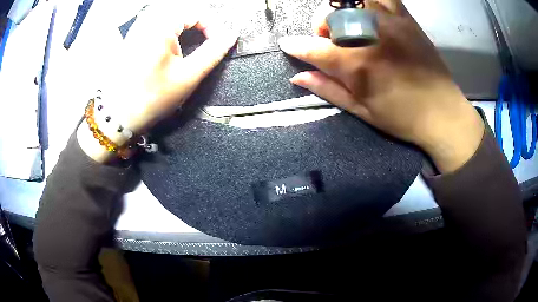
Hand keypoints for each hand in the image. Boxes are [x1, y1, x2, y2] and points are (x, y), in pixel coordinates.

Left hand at [78, 3, 237, 161]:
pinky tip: (169, 42)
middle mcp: (146, 22)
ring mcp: (136, 29)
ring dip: (183, 23)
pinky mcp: (131, 37)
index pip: (196, 12)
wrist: (118, 117)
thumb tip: (230, 36)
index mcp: (160, 27)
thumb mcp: (188, 76)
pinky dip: (168, 27)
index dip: (212, 25)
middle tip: (205, 38)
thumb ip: (213, 52)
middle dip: (197, 22)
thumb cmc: (151, 99)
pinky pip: (154, 21)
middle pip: (181, 9)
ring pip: (167, 13)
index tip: (216, 42)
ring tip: (190, 38)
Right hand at [278, 0, 483, 172]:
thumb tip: (297, 77)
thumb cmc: (402, 118)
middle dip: (320, 27)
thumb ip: (328, 90)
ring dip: (341, 10)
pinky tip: (368, 12)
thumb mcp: (362, 111)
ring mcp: (390, 23)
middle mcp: (370, 36)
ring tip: (348, 25)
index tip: (288, 45)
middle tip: (330, 42)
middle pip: (329, 15)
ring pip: (352, 0)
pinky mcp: (406, 19)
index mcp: (357, 65)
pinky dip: (370, 0)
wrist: (443, 113)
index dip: (296, 46)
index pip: (313, 48)